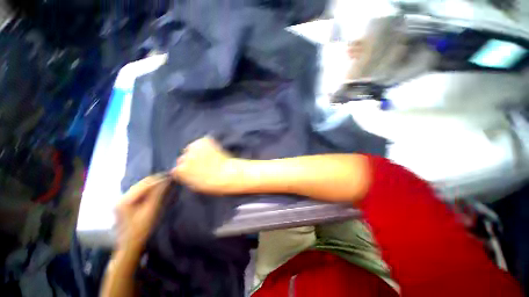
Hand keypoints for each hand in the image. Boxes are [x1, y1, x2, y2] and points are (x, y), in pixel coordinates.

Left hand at [115, 176, 168, 250]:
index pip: (145, 184)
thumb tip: (166, 181)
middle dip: (155, 181)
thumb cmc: (141, 230)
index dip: (158, 180)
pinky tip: (155, 191)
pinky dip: (147, 190)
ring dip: (151, 185)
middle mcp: (121, 198)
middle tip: (168, 179)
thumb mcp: (151, 211)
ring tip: (164, 184)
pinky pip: (138, 192)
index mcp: (125, 200)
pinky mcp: (124, 204)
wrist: (130, 245)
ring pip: (139, 187)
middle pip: (141, 184)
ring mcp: (121, 201)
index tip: (170, 177)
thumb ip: (157, 195)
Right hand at [171, 136, 246, 194]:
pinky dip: (205, 145)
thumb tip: (183, 172)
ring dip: (197, 151)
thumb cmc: (213, 183)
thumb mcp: (195, 186)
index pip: (177, 169)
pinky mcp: (203, 141)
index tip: (194, 172)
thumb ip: (186, 177)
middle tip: (202, 164)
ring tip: (208, 157)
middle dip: (190, 161)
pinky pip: (201, 142)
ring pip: (191, 148)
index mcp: (180, 171)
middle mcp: (184, 158)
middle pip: (183, 158)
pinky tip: (213, 150)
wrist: (227, 174)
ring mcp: (193, 148)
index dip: (186, 170)